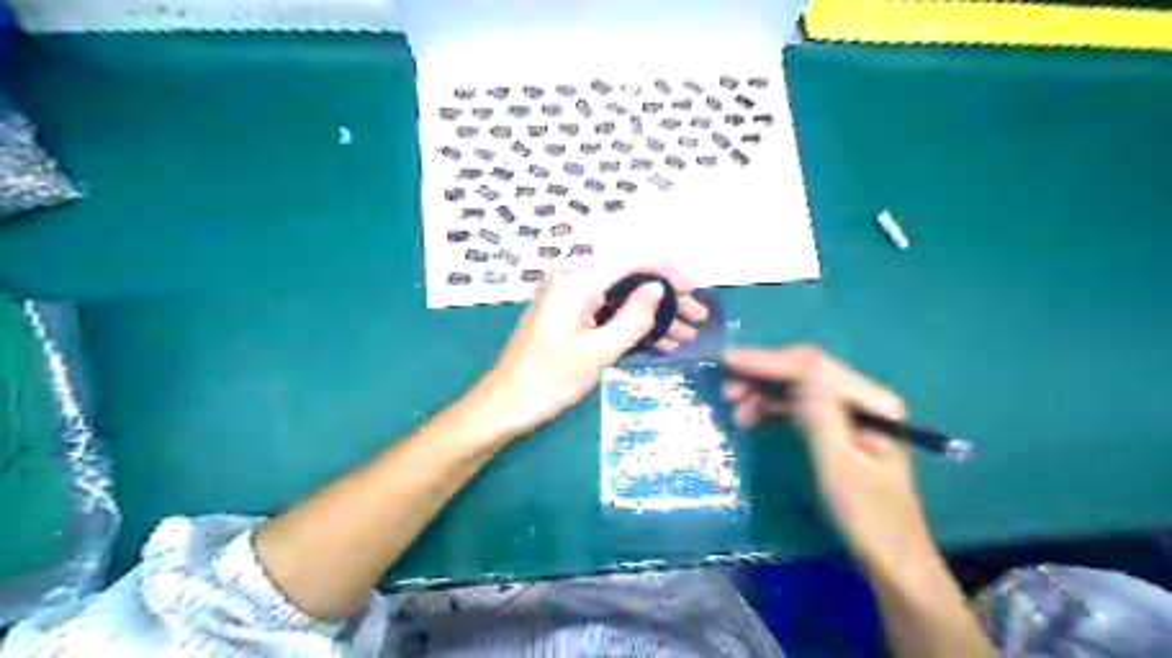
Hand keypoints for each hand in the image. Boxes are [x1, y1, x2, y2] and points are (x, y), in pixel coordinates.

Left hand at [471, 263, 708, 441]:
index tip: (695, 289)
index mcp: (576, 282)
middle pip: (629, 280)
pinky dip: (634, 328)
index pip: (632, 261)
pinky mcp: (571, 320)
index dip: (667, 271)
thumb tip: (658, 287)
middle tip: (698, 318)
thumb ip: (632, 317)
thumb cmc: (549, 380)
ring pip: (623, 300)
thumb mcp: (598, 351)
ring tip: (688, 335)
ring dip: (655, 316)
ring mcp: (571, 302)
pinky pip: (609, 316)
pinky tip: (662, 343)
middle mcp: (574, 283)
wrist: (506, 405)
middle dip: (666, 298)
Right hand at [724, 346, 934, 578]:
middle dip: (763, 374)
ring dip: (764, 392)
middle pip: (803, 371)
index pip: (812, 367)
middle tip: (727, 391)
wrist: (891, 556)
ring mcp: (848, 412)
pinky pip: (798, 405)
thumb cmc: (866, 513)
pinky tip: (752, 417)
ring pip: (797, 387)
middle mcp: (861, 397)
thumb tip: (796, 374)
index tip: (729, 362)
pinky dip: (773, 407)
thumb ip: (818, 415)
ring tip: (735, 409)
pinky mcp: (835, 427)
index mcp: (870, 401)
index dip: (769, 360)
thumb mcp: (838, 464)